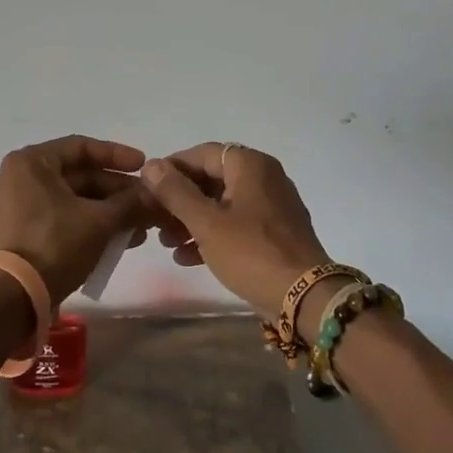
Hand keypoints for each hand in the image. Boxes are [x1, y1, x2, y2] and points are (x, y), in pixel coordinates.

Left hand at [0, 136, 152, 303]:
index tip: (144, 166)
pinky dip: (90, 224)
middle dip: (118, 192)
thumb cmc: (55, 245)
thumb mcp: (99, 221)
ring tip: (142, 227)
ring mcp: (18, 206)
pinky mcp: (22, 232)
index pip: (81, 147)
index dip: (117, 155)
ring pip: (74, 200)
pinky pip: (62, 218)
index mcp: (30, 162)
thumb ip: (130, 203)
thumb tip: (157, 196)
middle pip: (79, 176)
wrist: (14, 299)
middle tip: (149, 204)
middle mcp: (20, 178)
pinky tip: (121, 240)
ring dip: (109, 211)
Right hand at [139, 144, 333, 324]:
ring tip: (167, 242)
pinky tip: (187, 257)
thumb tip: (151, 165)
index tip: (147, 188)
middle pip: (212, 178)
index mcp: (250, 165)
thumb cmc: (251, 252)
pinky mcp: (275, 232)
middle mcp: (264, 176)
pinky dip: (212, 234)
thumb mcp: (206, 222)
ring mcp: (272, 205)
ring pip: (222, 203)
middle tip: (154, 220)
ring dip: (192, 219)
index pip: (202, 154)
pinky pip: (236, 223)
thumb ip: (175, 192)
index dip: (172, 168)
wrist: (306, 298)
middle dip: (180, 200)